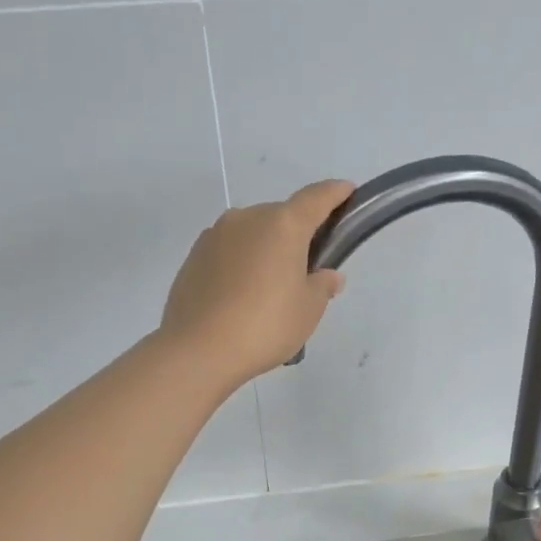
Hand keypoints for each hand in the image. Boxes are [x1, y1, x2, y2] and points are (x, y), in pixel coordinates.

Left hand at [160, 180, 354, 384]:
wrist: (198, 349)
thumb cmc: (265, 326)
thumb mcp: (308, 310)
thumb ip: (322, 285)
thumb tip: (327, 275)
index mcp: (283, 225)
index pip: (316, 198)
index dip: (335, 193)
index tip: (347, 190)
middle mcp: (247, 219)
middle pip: (281, 217)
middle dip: (297, 235)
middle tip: (307, 268)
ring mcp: (215, 235)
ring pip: (252, 234)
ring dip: (266, 250)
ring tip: (271, 288)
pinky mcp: (194, 257)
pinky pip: (229, 252)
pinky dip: (242, 264)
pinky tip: (243, 295)